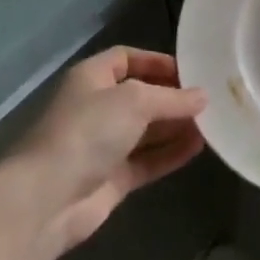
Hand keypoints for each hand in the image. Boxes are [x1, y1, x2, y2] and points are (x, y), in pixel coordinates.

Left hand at [12, 47, 207, 250]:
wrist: (46, 200)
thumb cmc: (88, 132)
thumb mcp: (135, 101)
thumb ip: (173, 98)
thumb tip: (203, 97)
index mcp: (91, 78)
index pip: (126, 58)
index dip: (156, 61)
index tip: (190, 71)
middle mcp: (96, 108)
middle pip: (141, 95)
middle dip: (173, 97)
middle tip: (209, 100)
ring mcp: (103, 145)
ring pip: (147, 130)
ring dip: (176, 126)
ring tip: (212, 122)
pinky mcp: (112, 178)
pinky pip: (148, 160)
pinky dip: (171, 153)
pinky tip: (198, 147)